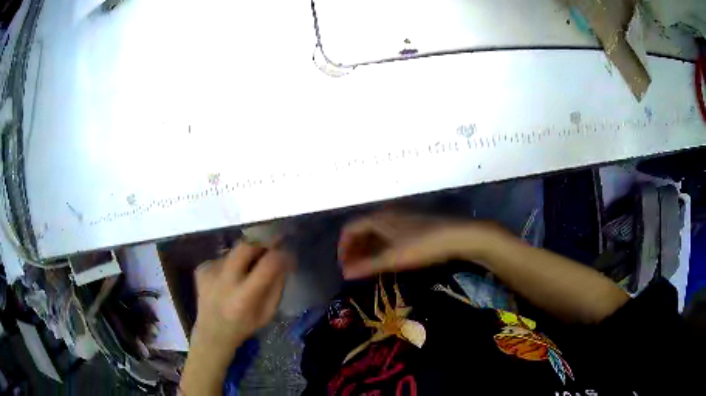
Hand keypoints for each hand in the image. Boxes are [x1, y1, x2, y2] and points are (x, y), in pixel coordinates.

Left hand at [181, 241, 293, 393]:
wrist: (212, 332)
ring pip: (234, 251)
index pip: (268, 265)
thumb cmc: (244, 326)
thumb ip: (276, 286)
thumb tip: (284, 260)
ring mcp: (210, 272)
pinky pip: (222, 258)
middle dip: (262, 241)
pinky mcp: (201, 268)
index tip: (288, 253)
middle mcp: (225, 281)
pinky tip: (229, 278)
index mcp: (244, 297)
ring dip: (246, 256)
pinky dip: (231, 263)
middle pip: (246, 246)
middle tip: (271, 244)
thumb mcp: (267, 313)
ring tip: (247, 270)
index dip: (281, 254)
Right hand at [338, 210, 501, 278]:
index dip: (343, 248)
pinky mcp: (412, 225)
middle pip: (362, 230)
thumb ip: (367, 266)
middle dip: (355, 250)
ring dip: (368, 250)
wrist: (457, 236)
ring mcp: (400, 218)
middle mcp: (386, 215)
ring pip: (376, 233)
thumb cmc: (423, 245)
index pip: (350, 229)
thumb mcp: (393, 258)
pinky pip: (388, 235)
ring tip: (368, 268)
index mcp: (378, 218)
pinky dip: (381, 247)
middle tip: (354, 269)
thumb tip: (345, 274)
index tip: (344, 266)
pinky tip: (387, 260)